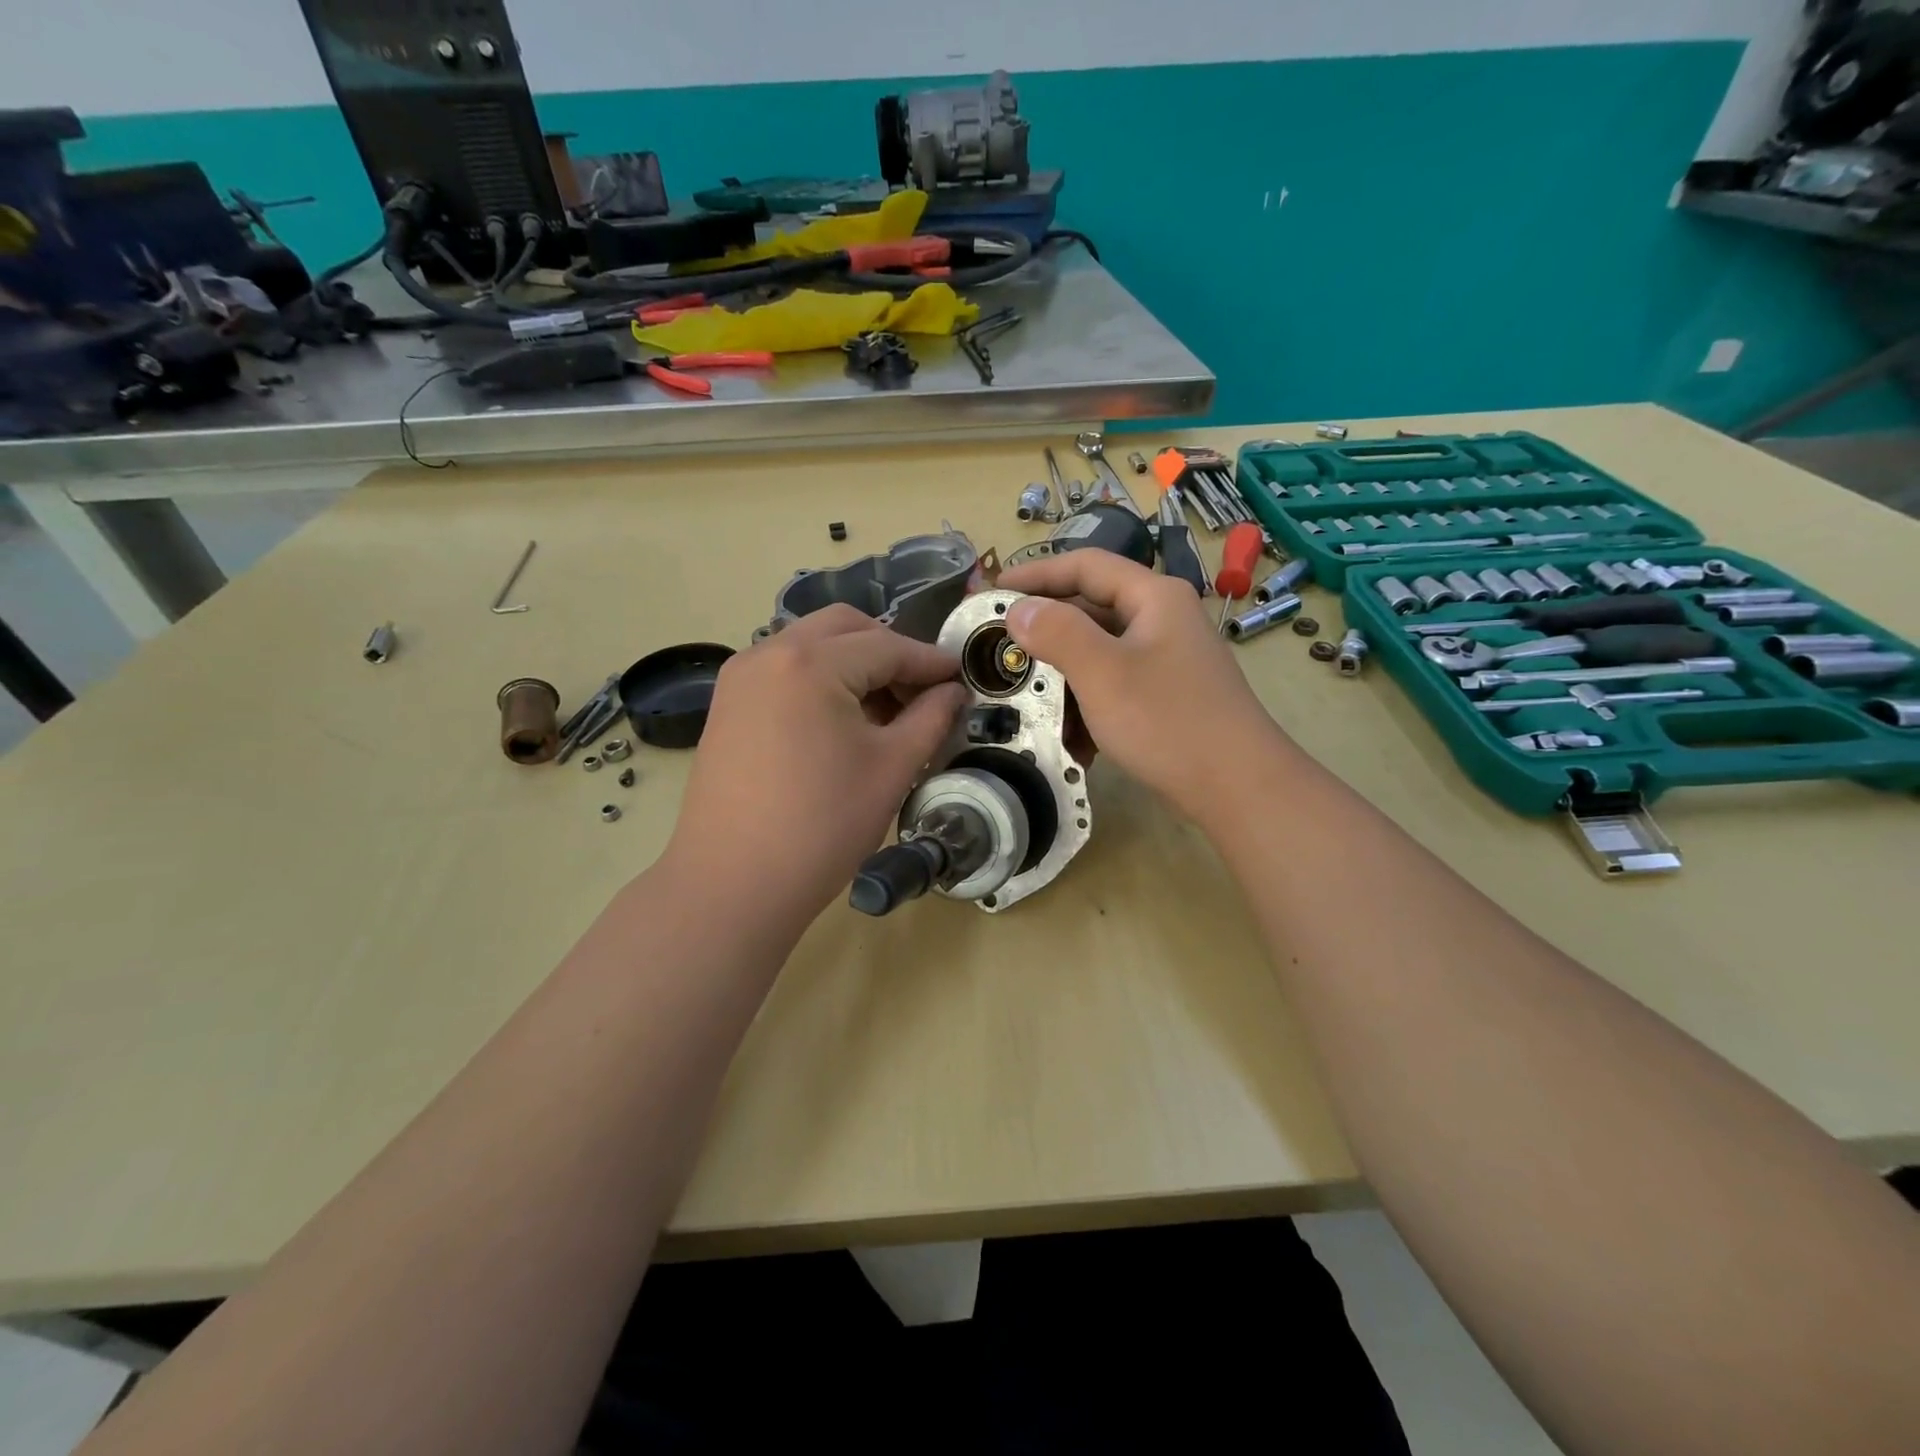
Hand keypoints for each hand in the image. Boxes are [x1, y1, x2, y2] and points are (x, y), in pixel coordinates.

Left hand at [665, 605, 965, 929]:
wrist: (733, 884)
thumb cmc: (822, 826)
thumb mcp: (892, 768)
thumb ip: (931, 718)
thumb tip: (953, 691)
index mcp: (811, 663)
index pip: (887, 646)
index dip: (930, 661)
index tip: (961, 676)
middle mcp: (768, 652)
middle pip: (844, 628)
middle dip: (890, 650)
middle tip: (921, 691)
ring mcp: (740, 677)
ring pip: (811, 644)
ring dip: (853, 662)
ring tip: (884, 710)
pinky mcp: (727, 704)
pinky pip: (784, 669)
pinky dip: (820, 678)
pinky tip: (841, 720)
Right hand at [998, 550, 1285, 828]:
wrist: (1237, 786)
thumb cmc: (1167, 721)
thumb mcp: (1103, 673)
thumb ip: (1057, 633)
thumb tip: (1019, 609)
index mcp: (1153, 597)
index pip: (1086, 566)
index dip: (1036, 573)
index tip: (994, 589)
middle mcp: (1162, 619)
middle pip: (1092, 608)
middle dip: (1046, 629)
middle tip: (1001, 646)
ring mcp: (1167, 658)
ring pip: (1101, 652)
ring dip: (1063, 673)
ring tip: (1026, 695)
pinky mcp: (1167, 694)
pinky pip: (1115, 684)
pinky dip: (1088, 701)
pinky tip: (1069, 734)